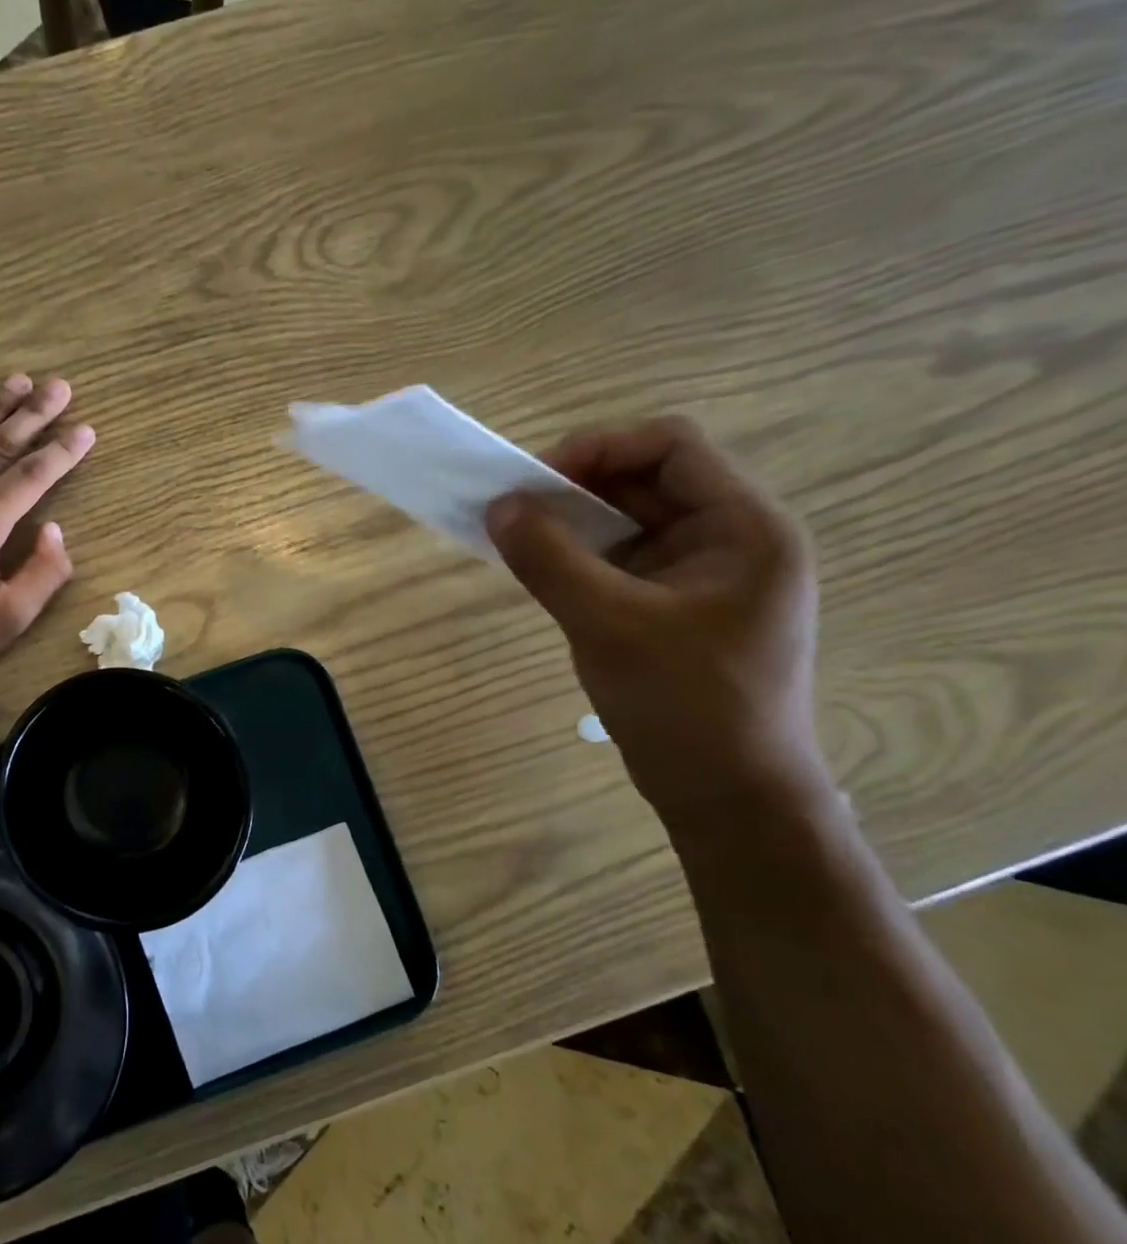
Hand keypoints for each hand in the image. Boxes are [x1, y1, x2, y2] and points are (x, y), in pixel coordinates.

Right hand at [486, 416, 827, 821]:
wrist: (729, 797)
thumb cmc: (686, 706)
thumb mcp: (609, 625)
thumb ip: (549, 559)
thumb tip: (498, 506)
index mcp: (745, 528)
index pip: (671, 446)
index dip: (599, 448)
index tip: (535, 482)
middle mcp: (731, 538)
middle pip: (647, 479)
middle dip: (577, 486)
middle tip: (515, 511)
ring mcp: (704, 574)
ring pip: (630, 520)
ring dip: (573, 522)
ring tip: (520, 541)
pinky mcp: (676, 606)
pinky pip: (622, 559)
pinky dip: (579, 556)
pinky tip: (544, 574)